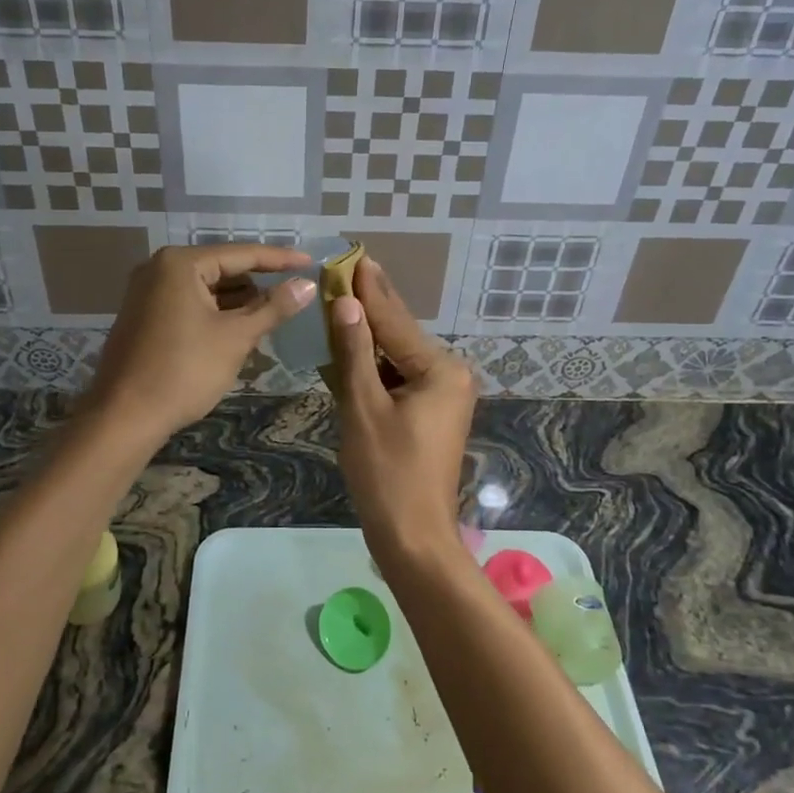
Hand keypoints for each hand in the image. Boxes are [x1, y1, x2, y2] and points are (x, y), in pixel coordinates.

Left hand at [85, 243, 313, 440]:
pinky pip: (189, 304)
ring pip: (206, 289)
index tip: (311, 262)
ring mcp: (147, 292)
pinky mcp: (143, 316)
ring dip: (238, 303)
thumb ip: (274, 307)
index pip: (242, 254)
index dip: (280, 259)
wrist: (124, 417)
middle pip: (222, 269)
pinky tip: (239, 331)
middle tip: (293, 296)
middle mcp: (159, 268)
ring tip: (271, 318)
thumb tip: (307, 285)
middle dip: (257, 285)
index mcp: (181, 263)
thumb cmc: (184, 371)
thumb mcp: (236, 337)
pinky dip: (215, 314)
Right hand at [330, 259, 476, 559]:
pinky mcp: (433, 412)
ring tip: (343, 297)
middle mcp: (450, 375)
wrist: (413, 537)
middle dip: (371, 304)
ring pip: (399, 355)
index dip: (368, 290)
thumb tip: (348, 303)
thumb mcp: (364, 408)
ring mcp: (444, 395)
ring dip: (370, 334)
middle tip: (348, 267)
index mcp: (440, 370)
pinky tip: (353, 344)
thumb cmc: (387, 474)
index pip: (395, 321)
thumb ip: (355, 352)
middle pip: (400, 334)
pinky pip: (400, 377)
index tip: (353, 256)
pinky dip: (375, 364)